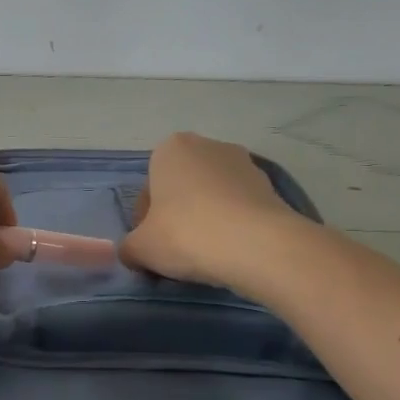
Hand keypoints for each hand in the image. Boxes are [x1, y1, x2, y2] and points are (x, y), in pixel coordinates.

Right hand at [120, 132, 300, 290]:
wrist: (257, 246)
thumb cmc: (186, 235)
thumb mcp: (139, 248)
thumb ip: (128, 248)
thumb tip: (133, 253)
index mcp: (170, 149)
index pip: (148, 188)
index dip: (146, 221)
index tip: (153, 245)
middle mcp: (208, 145)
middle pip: (181, 187)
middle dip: (177, 214)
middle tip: (177, 249)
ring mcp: (244, 163)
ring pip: (212, 196)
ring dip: (206, 218)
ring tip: (207, 253)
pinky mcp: (271, 186)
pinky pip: (239, 207)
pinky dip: (232, 224)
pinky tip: (231, 250)